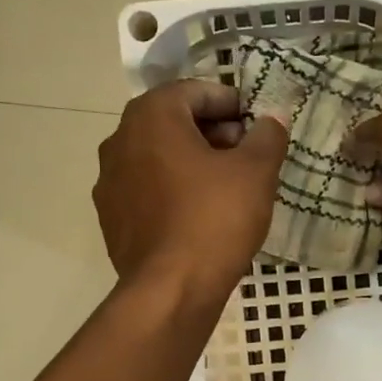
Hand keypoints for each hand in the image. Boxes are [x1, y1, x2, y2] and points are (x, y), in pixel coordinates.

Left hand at [95, 80, 288, 299]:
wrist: (171, 289)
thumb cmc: (215, 218)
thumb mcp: (256, 172)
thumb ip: (267, 136)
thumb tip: (272, 119)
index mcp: (152, 117)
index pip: (195, 91)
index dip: (230, 102)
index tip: (255, 123)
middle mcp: (120, 140)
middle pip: (172, 122)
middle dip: (211, 132)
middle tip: (246, 154)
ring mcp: (109, 181)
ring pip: (157, 156)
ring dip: (191, 161)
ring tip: (226, 186)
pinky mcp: (111, 217)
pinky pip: (147, 189)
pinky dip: (172, 190)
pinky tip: (199, 214)